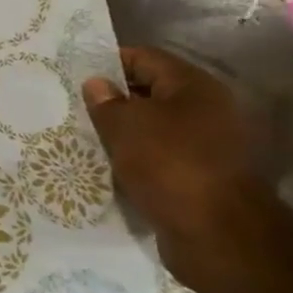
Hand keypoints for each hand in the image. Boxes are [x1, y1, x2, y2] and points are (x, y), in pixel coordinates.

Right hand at [83, 47, 266, 281]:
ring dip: (125, 132)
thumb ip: (106, 102)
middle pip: (151, 93)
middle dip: (114, 99)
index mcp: (194, 86)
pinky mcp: (203, 176)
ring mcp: (209, 145)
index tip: (75, 75)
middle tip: (76, 107)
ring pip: (155, 128)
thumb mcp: (125, 126)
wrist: (217, 234)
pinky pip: (162, 157)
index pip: (144, 58)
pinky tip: (111, 165)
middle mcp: (207, 110)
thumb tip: (97, 84)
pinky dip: (138, 159)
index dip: (108, 62)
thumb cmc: (169, 165)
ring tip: (87, 137)